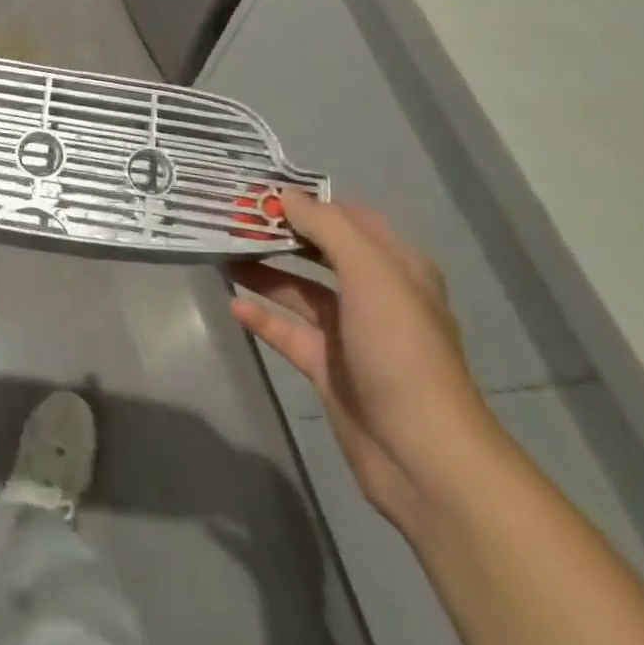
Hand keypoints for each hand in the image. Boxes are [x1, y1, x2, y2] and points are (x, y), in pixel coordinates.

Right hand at [230, 192, 503, 532]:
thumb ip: (327, 228)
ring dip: (264, 271)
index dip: (307, 201)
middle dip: (279, 233)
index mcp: (395, 267)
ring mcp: (349, 333)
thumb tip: (285, 195)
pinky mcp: (327, 368)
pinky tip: (234, 304)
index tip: (259, 189)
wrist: (422, 455)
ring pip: (299, 290)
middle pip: (319, 251)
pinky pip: (288, 332)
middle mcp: (373, 294)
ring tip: (221, 253)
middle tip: (232, 217)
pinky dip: (263, 316)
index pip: (347, 218)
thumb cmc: (400, 350)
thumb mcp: (370, 274)